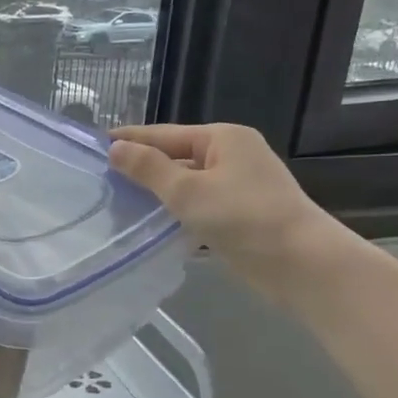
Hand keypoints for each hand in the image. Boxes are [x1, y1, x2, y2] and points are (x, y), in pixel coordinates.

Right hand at [108, 123, 359, 305]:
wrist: (301, 263)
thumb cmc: (243, 217)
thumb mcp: (187, 190)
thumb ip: (148, 168)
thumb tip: (115, 148)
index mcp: (223, 138)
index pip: (164, 134)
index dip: (130, 139)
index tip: (96, 144)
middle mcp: (233, 155)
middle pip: (176, 157)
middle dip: (142, 166)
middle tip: (102, 176)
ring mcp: (240, 186)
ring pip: (187, 183)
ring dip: (158, 192)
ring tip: (119, 200)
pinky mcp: (242, 214)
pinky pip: (199, 205)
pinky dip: (176, 211)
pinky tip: (152, 224)